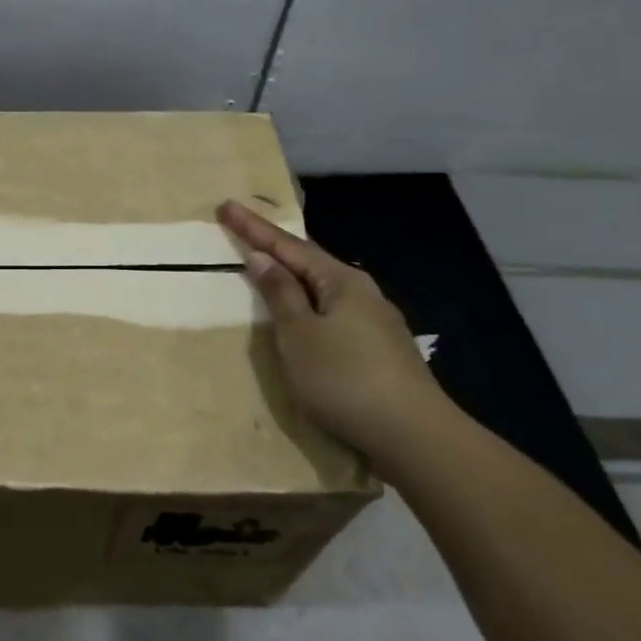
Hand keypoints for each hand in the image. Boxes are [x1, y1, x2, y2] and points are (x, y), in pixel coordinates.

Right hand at [218, 199, 444, 461]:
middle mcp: (363, 292)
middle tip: (244, 233)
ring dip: (294, 278)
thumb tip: (262, 258)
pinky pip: (335, 312)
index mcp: (341, 281)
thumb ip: (280, 294)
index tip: (226, 206)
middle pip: (310, 262)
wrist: (414, 435)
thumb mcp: (300, 334)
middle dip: (277, 249)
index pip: (288, 246)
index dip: (254, 228)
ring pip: (325, 289)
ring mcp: (377, 321)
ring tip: (270, 271)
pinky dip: (310, 305)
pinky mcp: (382, 349)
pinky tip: (306, 316)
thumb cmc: (344, 378)